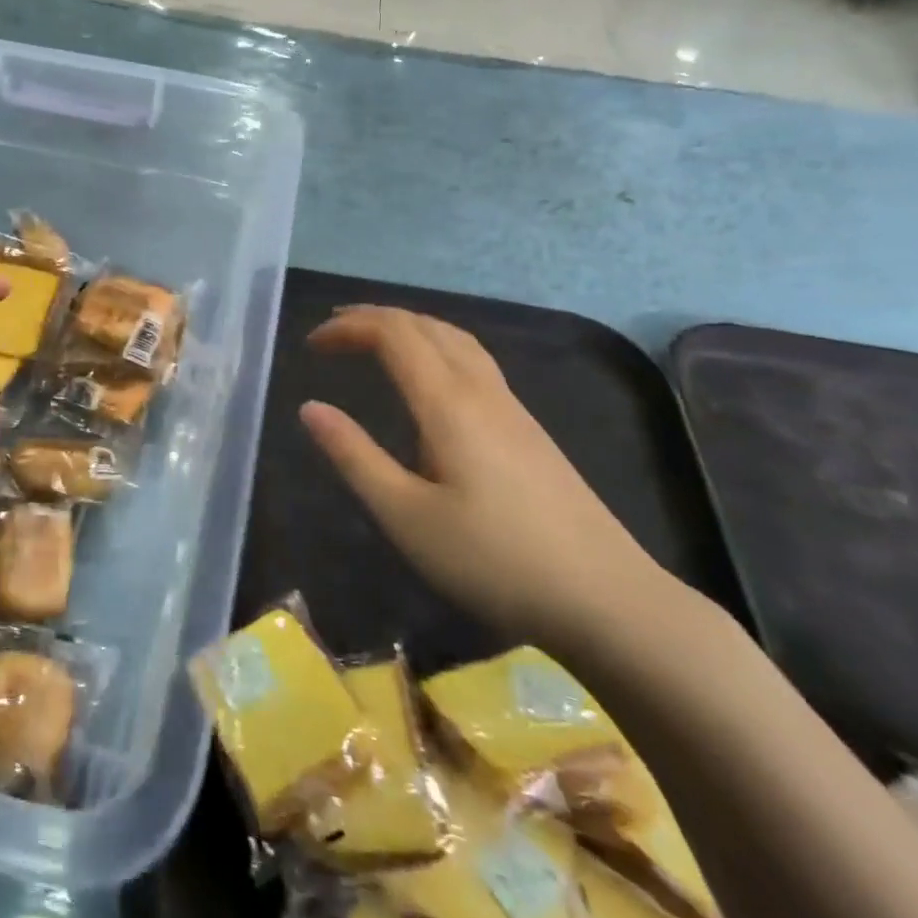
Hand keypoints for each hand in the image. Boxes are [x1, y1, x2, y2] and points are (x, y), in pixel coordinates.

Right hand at [300, 307, 675, 648]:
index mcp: (448, 403)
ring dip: (408, 327)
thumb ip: (355, 457)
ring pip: (456, 338)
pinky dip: (435, 346)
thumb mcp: (406, 516)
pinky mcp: (528, 429)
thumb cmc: (494, 561)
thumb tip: (310, 408)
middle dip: (374, 317)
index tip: (312, 345)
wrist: (608, 599)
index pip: (394, 334)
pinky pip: (473, 360)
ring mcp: (512, 408)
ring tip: (374, 340)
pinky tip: (430, 378)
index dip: (350, 326)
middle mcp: (482, 391)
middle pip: (426, 325)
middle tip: (333, 331)